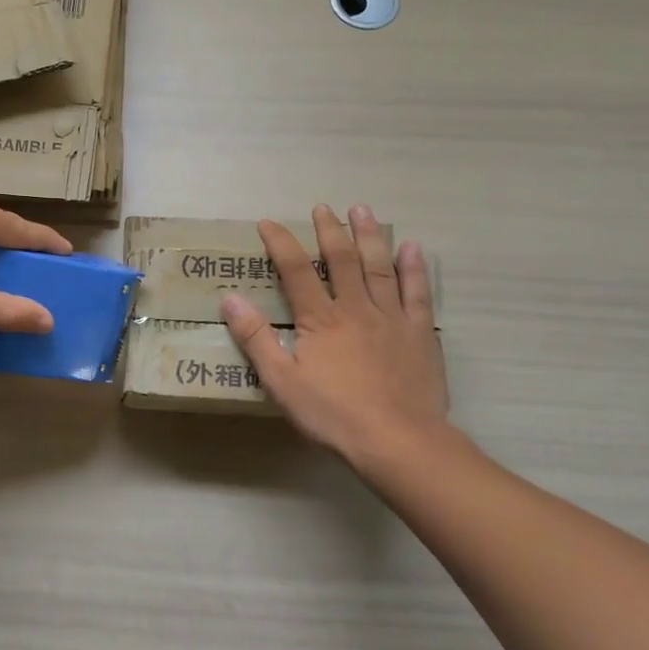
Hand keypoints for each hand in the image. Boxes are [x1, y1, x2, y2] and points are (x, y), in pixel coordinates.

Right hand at [221, 205, 452, 469]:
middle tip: (323, 208)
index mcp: (320, 320)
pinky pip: (417, 293)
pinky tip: (412, 248)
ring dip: (370, 236)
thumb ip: (256, 338)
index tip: (268, 222)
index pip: (295, 271)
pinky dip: (414, 268)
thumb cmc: (334, 414)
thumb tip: (229, 298)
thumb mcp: (281, 382)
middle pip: (341, 260)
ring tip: (363, 211)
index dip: (281, 243)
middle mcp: (356, 308)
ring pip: (379, 267)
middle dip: (330, 231)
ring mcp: (392, 318)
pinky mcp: (419, 334)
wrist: (399, 441)